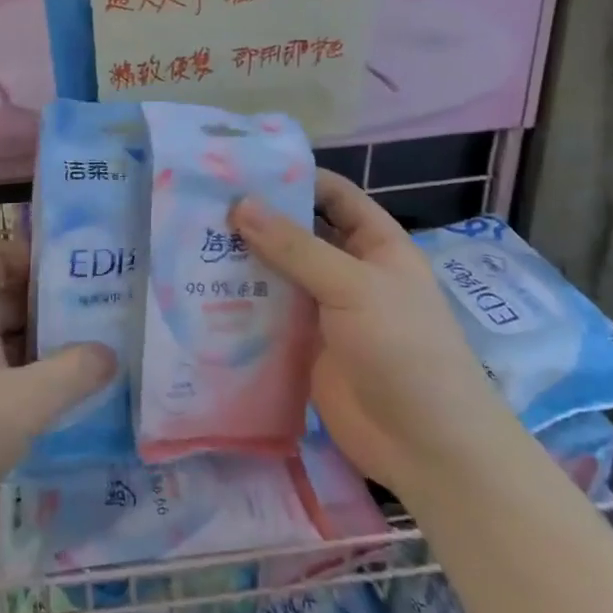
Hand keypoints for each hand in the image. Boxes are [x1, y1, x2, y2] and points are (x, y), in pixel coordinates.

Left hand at [0, 239, 114, 554]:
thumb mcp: (27, 403)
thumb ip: (75, 372)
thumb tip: (110, 353)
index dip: (35, 258)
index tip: (78, 279)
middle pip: (2, 293)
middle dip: (48, 305)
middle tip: (99, 320)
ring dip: (37, 344)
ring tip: (87, 359)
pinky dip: (19, 374)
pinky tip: (52, 400)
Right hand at [230, 171, 500, 489]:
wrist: (425, 445)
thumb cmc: (403, 349)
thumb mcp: (353, 286)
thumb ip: (295, 247)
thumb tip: (239, 205)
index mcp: (375, 245)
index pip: (334, 195)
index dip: (294, 178)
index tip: (240, 168)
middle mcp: (347, 271)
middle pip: (297, 234)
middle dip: (256, 220)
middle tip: (200, 205)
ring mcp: (323, 311)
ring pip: (276, 274)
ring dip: (241, 261)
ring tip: (188, 242)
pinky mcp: (301, 347)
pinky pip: (267, 316)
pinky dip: (239, 304)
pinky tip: (200, 293)